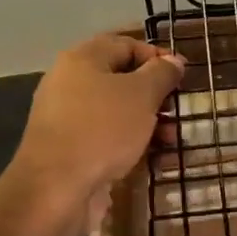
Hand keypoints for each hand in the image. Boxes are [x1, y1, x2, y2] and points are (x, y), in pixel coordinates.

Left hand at [8, 33, 185, 224]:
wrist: (54, 190)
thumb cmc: (102, 130)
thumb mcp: (142, 95)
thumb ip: (162, 73)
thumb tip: (174, 60)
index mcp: (83, 59)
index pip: (127, 44)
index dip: (157, 56)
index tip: (182, 76)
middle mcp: (70, 83)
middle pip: (122, 78)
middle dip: (154, 94)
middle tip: (178, 109)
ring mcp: (68, 118)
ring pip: (116, 110)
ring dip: (148, 122)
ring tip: (172, 139)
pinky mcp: (70, 149)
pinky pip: (107, 136)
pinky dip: (131, 143)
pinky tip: (154, 158)